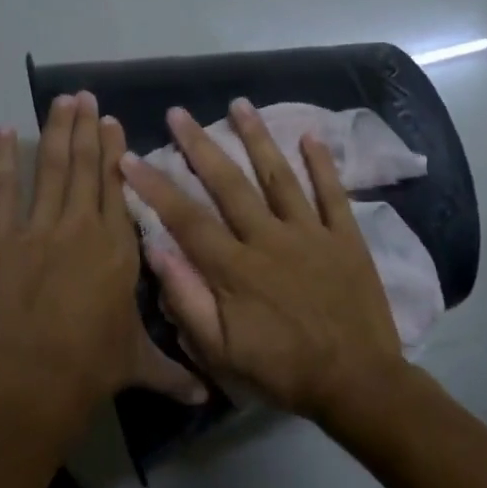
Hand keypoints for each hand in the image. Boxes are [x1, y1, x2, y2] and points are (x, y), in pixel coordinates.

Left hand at [0, 93, 205, 427]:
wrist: (32, 381)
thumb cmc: (92, 367)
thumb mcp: (139, 364)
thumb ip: (175, 372)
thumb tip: (209, 395)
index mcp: (119, 248)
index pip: (119, 187)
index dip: (115, 151)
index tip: (112, 121)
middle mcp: (82, 227)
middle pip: (86, 167)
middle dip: (86, 128)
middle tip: (84, 95)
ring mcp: (38, 229)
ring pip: (51, 168)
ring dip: (56, 131)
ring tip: (59, 100)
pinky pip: (3, 190)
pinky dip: (3, 159)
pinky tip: (4, 132)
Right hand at [121, 100, 408, 432]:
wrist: (356, 382)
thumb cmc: (283, 371)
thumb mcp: (221, 352)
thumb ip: (187, 301)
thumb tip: (157, 250)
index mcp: (235, 268)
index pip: (186, 218)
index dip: (155, 186)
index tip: (130, 157)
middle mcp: (269, 239)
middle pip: (229, 184)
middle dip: (199, 146)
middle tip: (179, 112)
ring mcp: (311, 234)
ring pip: (279, 176)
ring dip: (257, 138)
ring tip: (239, 105)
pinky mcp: (346, 238)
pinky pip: (333, 193)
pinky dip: (322, 164)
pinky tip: (309, 135)